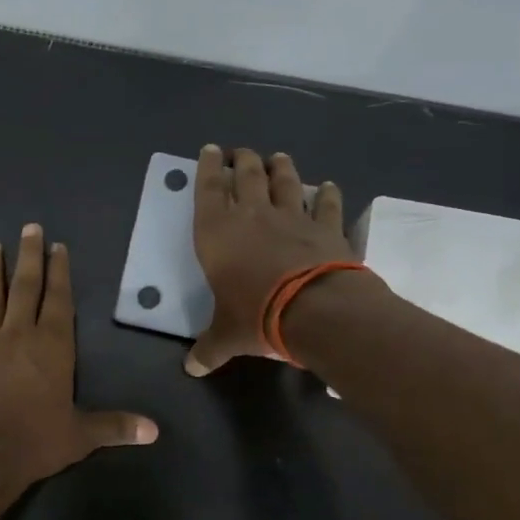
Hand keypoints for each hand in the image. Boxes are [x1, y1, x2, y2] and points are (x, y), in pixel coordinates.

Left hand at [0, 223, 157, 487]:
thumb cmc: (35, 440)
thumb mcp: (80, 435)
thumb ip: (115, 427)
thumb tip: (154, 431)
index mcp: (52, 346)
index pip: (58, 300)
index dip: (59, 272)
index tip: (56, 246)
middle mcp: (18, 335)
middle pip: (24, 288)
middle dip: (28, 257)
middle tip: (28, 228)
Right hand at [187, 145, 351, 375]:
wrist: (314, 310)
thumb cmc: (256, 315)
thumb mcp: (226, 336)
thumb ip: (209, 348)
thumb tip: (191, 369)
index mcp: (217, 234)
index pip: (207, 190)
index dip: (207, 168)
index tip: (211, 150)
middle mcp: (252, 216)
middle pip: (247, 176)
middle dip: (243, 161)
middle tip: (242, 152)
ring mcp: (292, 218)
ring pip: (285, 182)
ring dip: (281, 168)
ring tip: (278, 157)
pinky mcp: (326, 228)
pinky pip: (326, 205)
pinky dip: (327, 195)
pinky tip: (328, 186)